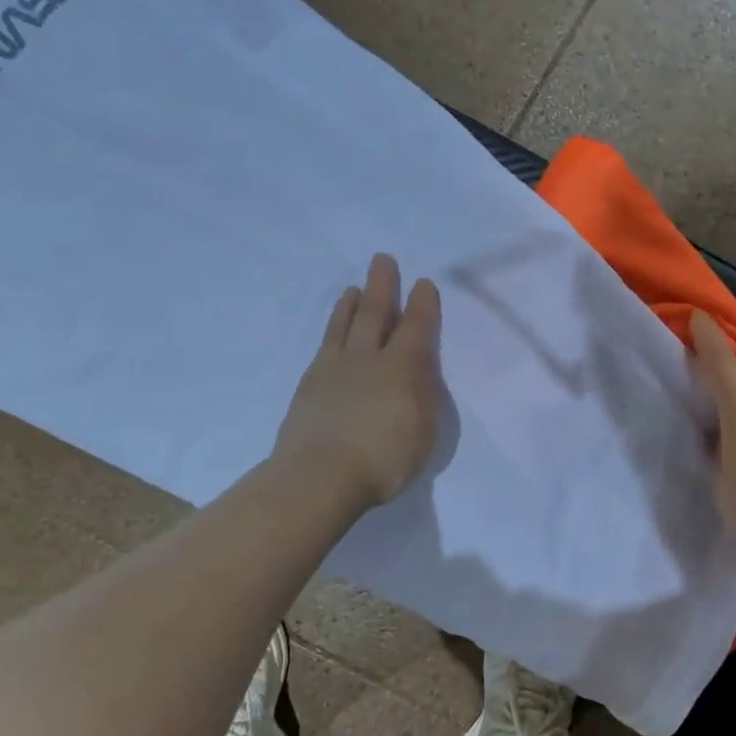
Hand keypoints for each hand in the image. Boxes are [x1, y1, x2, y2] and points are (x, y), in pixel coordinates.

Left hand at [272, 253, 442, 507]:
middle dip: (383, 286)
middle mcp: (369, 359)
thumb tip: (417, 375)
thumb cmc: (386, 459)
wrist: (321, 475)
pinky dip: (331, 330)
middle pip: (377, 314)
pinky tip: (333, 331)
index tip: (424, 284)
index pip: (417, 328)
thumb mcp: (424, 430)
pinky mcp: (310, 385)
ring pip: (345, 326)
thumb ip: (423, 397)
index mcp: (404, 368)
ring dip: (352, 304)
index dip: (423, 305)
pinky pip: (324, 346)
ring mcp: (335, 370)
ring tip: (355, 288)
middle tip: (382, 260)